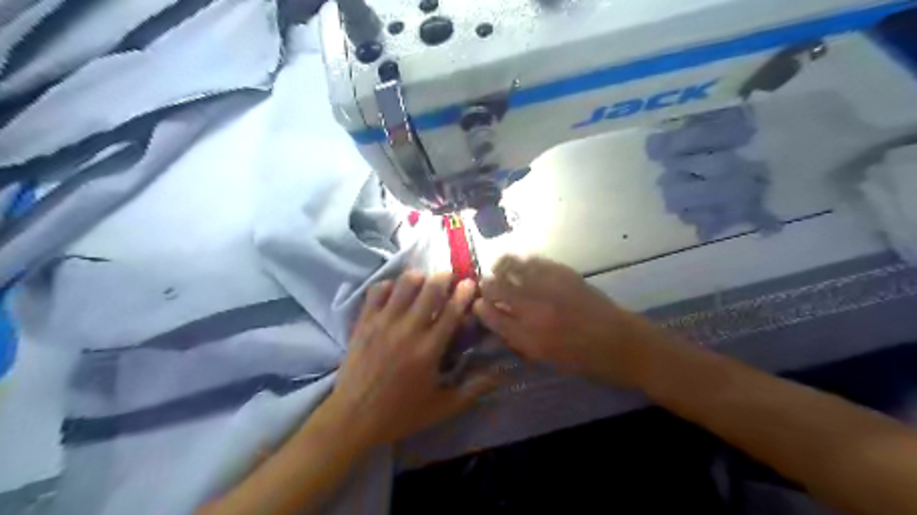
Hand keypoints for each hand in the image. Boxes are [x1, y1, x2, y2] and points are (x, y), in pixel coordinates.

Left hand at [329, 270, 498, 446]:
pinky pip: (377, 291)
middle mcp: (408, 330)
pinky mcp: (364, 322)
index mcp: (429, 349)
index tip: (470, 283)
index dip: (464, 293)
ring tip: (423, 282)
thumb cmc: (401, 413)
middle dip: (444, 277)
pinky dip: (389, 285)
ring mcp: (383, 323)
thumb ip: (474, 389)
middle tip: (449, 278)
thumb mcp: (443, 406)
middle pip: (430, 289)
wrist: (353, 417)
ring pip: (404, 284)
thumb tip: (502, 375)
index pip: (452, 311)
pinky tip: (395, 292)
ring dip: (418, 278)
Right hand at [472, 255, 668, 388]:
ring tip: (499, 269)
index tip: (476, 304)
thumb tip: (500, 323)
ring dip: (501, 268)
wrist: (624, 344)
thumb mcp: (548, 360)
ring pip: (513, 269)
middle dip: (486, 286)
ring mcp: (550, 288)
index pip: (492, 317)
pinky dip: (524, 263)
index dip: (480, 309)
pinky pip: (536, 262)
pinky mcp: (565, 274)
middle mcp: (535, 310)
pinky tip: (522, 266)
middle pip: (497, 289)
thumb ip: (520, 341)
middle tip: (484, 286)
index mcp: (529, 338)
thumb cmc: (586, 361)